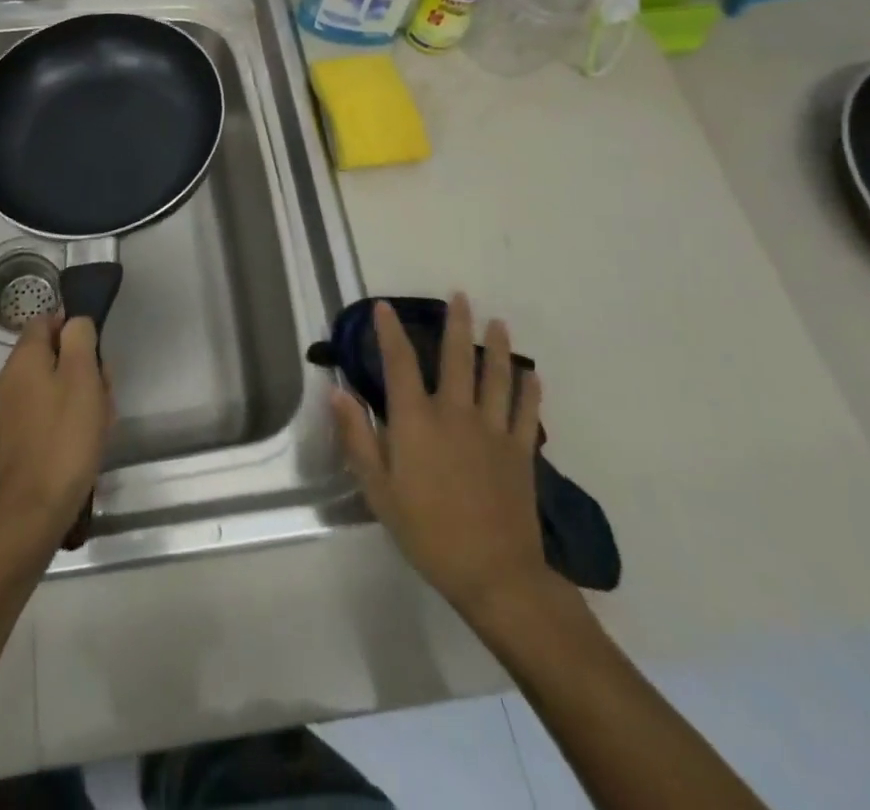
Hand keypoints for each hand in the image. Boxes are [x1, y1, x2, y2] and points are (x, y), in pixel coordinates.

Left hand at [0, 312, 112, 556]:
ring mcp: (8, 412)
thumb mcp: (82, 377)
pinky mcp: (14, 441)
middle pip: (51, 356)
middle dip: (82, 368)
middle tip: (104, 393)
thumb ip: (79, 338)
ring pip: (51, 387)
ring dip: (79, 397)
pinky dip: (66, 421)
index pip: (45, 321)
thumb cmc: (64, 437)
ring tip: (99, 423)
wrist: (32, 511)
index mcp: (23, 359)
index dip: (73, 329)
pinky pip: (45, 415)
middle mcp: (9, 380)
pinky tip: (84, 444)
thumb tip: (74, 321)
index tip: (96, 353)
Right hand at [332, 295, 570, 634]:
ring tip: (498, 323)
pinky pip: (528, 412)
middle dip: (456, 323)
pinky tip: (532, 376)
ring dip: (498, 347)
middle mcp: (455, 413)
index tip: (385, 307)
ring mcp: (493, 431)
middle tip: (460, 296)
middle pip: (456, 358)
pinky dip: (530, 391)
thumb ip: (357, 437)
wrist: (494, 574)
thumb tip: (337, 391)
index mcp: (416, 421)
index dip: (389, 332)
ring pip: (496, 377)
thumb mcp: (378, 490)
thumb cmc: (427, 532)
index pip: (399, 363)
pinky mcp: (520, 452)